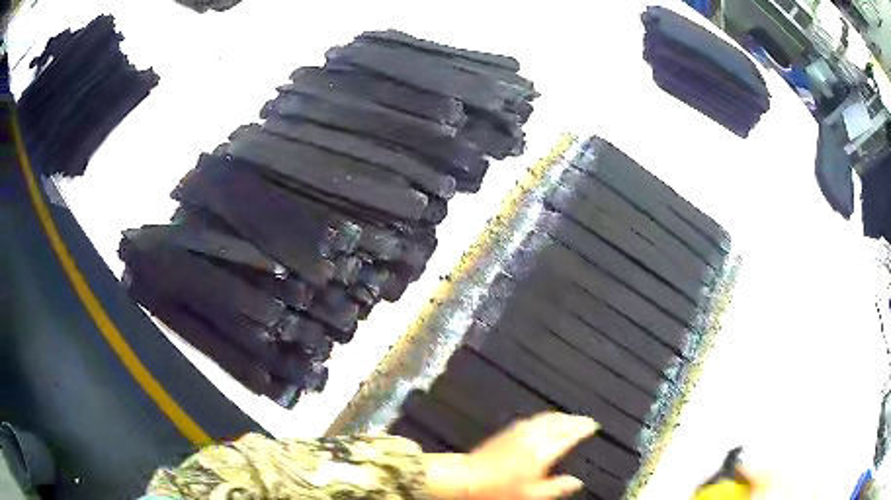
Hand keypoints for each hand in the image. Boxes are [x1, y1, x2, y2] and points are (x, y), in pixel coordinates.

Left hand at [424, 412, 598, 498]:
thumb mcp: (531, 495)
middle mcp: (533, 437)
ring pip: (548, 418)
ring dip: (563, 416)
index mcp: (542, 453)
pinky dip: (548, 417)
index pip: (569, 435)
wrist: (467, 477)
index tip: (594, 426)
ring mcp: (520, 431)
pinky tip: (548, 421)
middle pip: (560, 423)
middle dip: (576, 420)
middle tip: (587, 421)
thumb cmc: (498, 489)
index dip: (583, 429)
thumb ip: (556, 487)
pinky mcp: (509, 430)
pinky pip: (536, 418)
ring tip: (572, 419)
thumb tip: (577, 482)